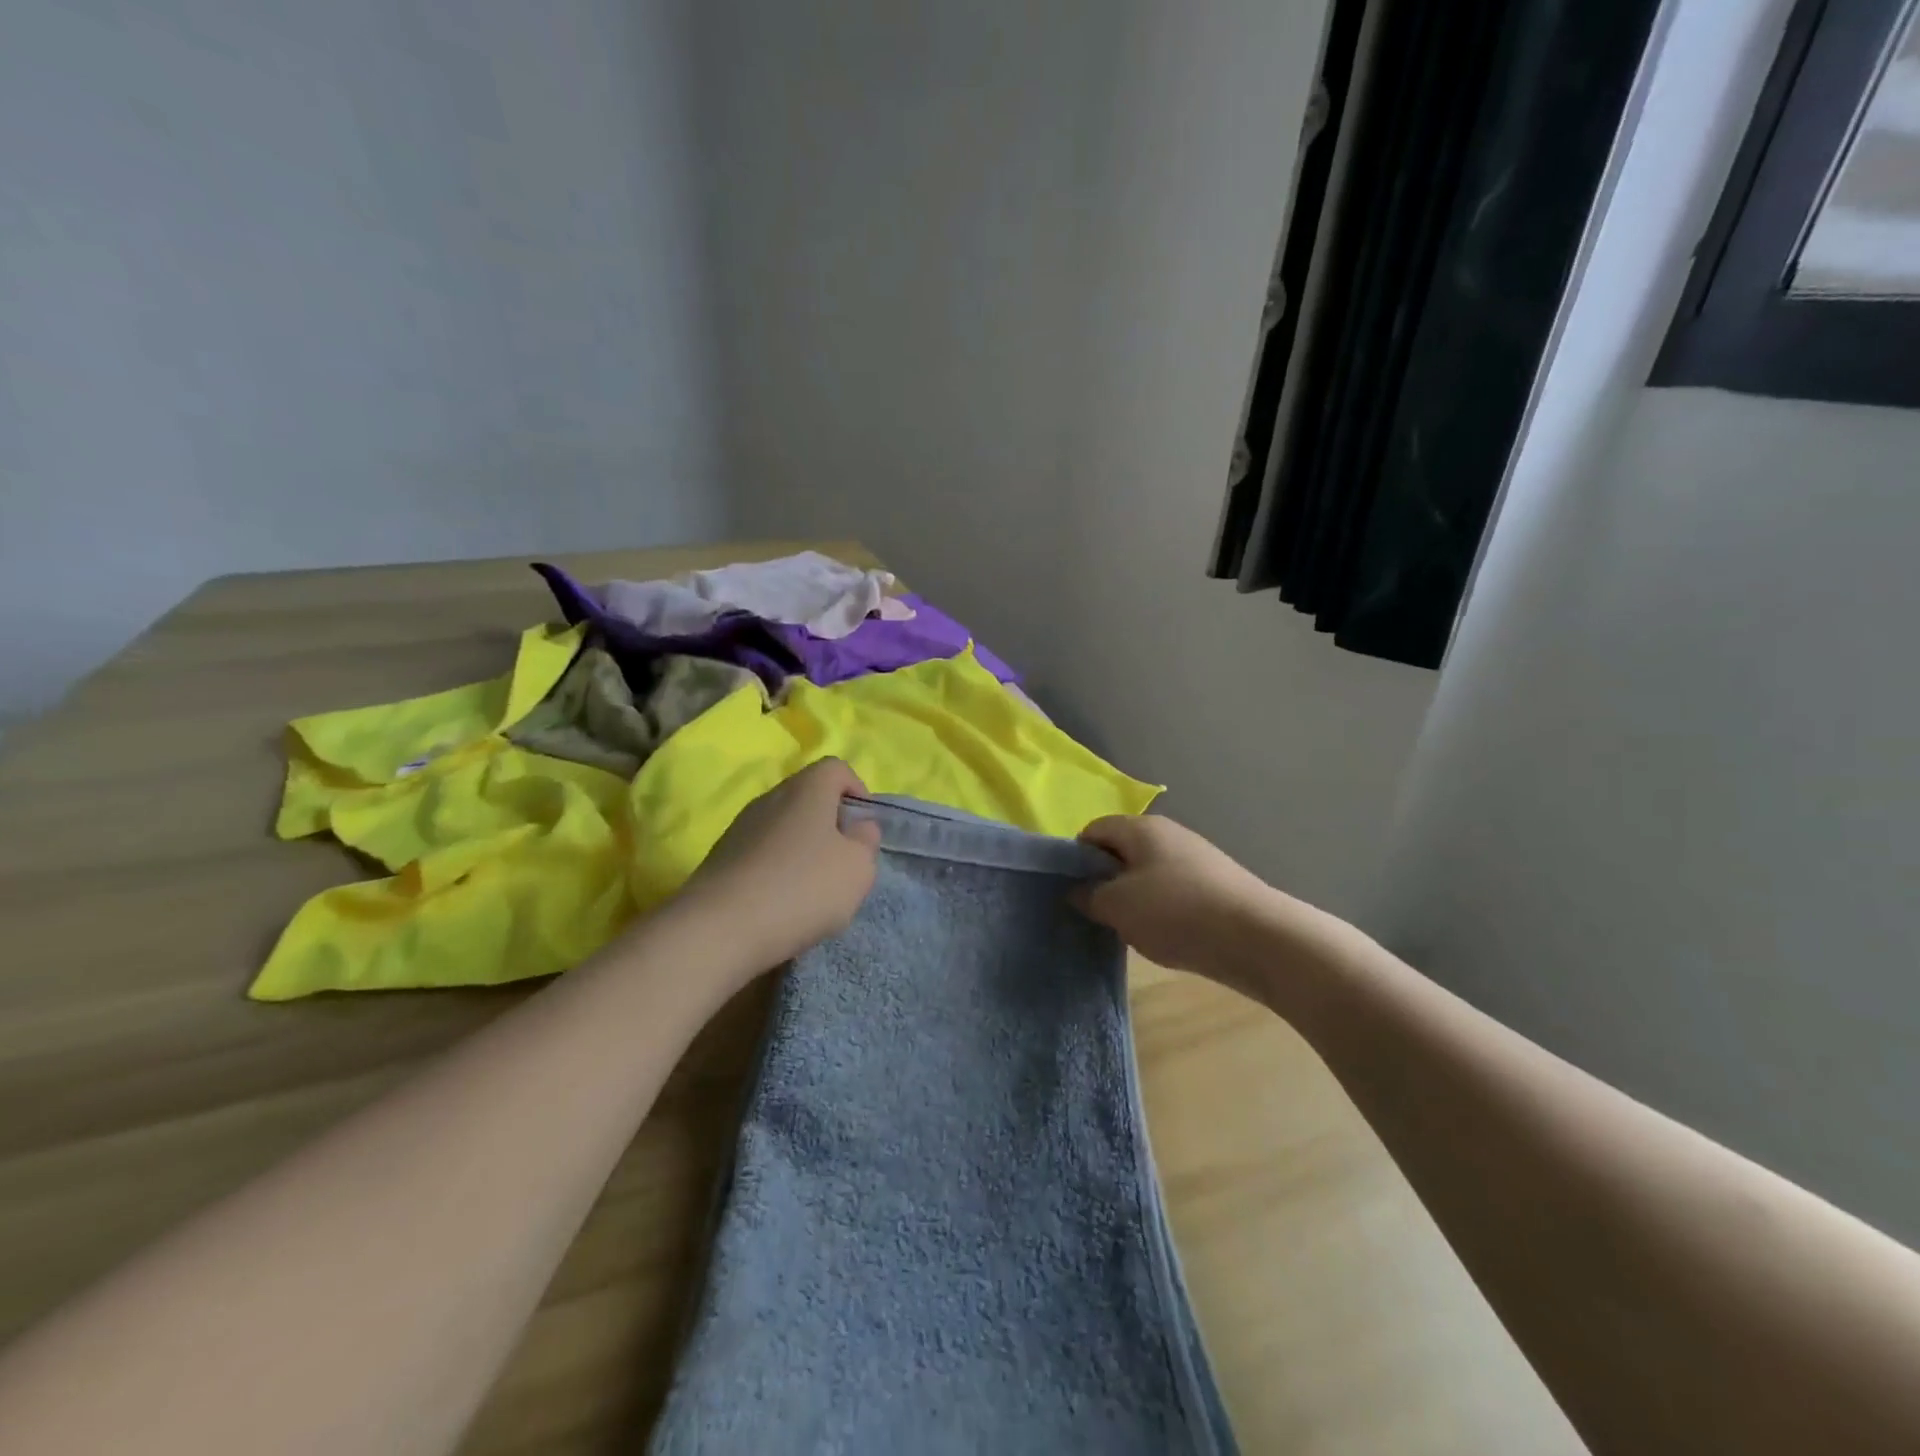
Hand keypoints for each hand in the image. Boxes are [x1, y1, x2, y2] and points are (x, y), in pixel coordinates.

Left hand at [675, 758, 882, 976]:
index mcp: (807, 789)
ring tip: (812, 889)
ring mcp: (740, 827)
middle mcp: (770, 797)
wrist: (718, 929)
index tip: (864, 829)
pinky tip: (781, 903)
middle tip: (842, 861)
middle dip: (830, 824)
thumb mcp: (857, 868)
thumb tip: (858, 827)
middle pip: (808, 797)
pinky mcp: (721, 858)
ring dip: (802, 849)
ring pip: (783, 826)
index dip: (857, 791)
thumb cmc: (802, 889)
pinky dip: (777, 869)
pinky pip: (761, 852)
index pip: (836, 768)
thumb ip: (866, 842)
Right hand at [1076, 814, 1300, 995]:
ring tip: (1130, 930)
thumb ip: (1089, 895)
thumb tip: (1079, 891)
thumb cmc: (1175, 912)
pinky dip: (1161, 910)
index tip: (1072, 891)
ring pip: (1147, 873)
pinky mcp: (1215, 884)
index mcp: (1141, 828)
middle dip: (1105, 880)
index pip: (1093, 830)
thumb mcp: (1117, 906)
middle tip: (1098, 913)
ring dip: (1133, 899)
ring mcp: (1196, 858)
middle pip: (1121, 851)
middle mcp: (1169, 834)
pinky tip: (1164, 936)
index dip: (1076, 858)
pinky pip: (1173, 891)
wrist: (1257, 938)